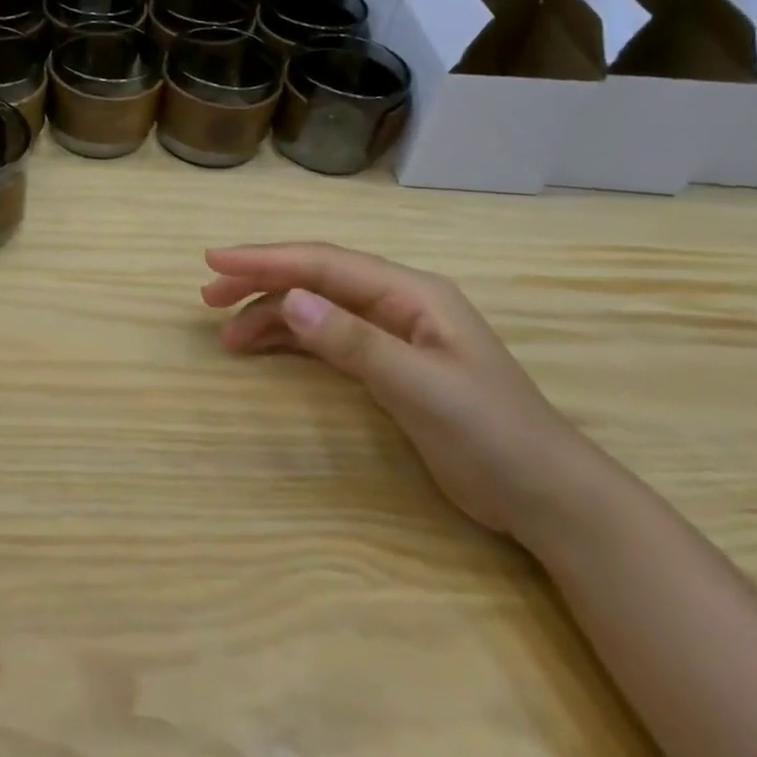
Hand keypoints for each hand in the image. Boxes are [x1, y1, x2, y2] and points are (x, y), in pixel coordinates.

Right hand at [202, 242, 596, 538]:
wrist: (547, 497)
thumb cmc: (492, 435)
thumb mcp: (421, 386)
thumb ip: (354, 341)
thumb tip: (290, 300)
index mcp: (410, 293)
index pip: (324, 263)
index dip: (266, 259)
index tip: (214, 260)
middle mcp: (396, 303)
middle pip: (314, 279)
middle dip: (260, 282)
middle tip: (209, 297)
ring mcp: (391, 333)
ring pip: (316, 308)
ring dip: (270, 315)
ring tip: (227, 335)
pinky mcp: (386, 366)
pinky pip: (325, 339)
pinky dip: (291, 340)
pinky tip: (263, 348)